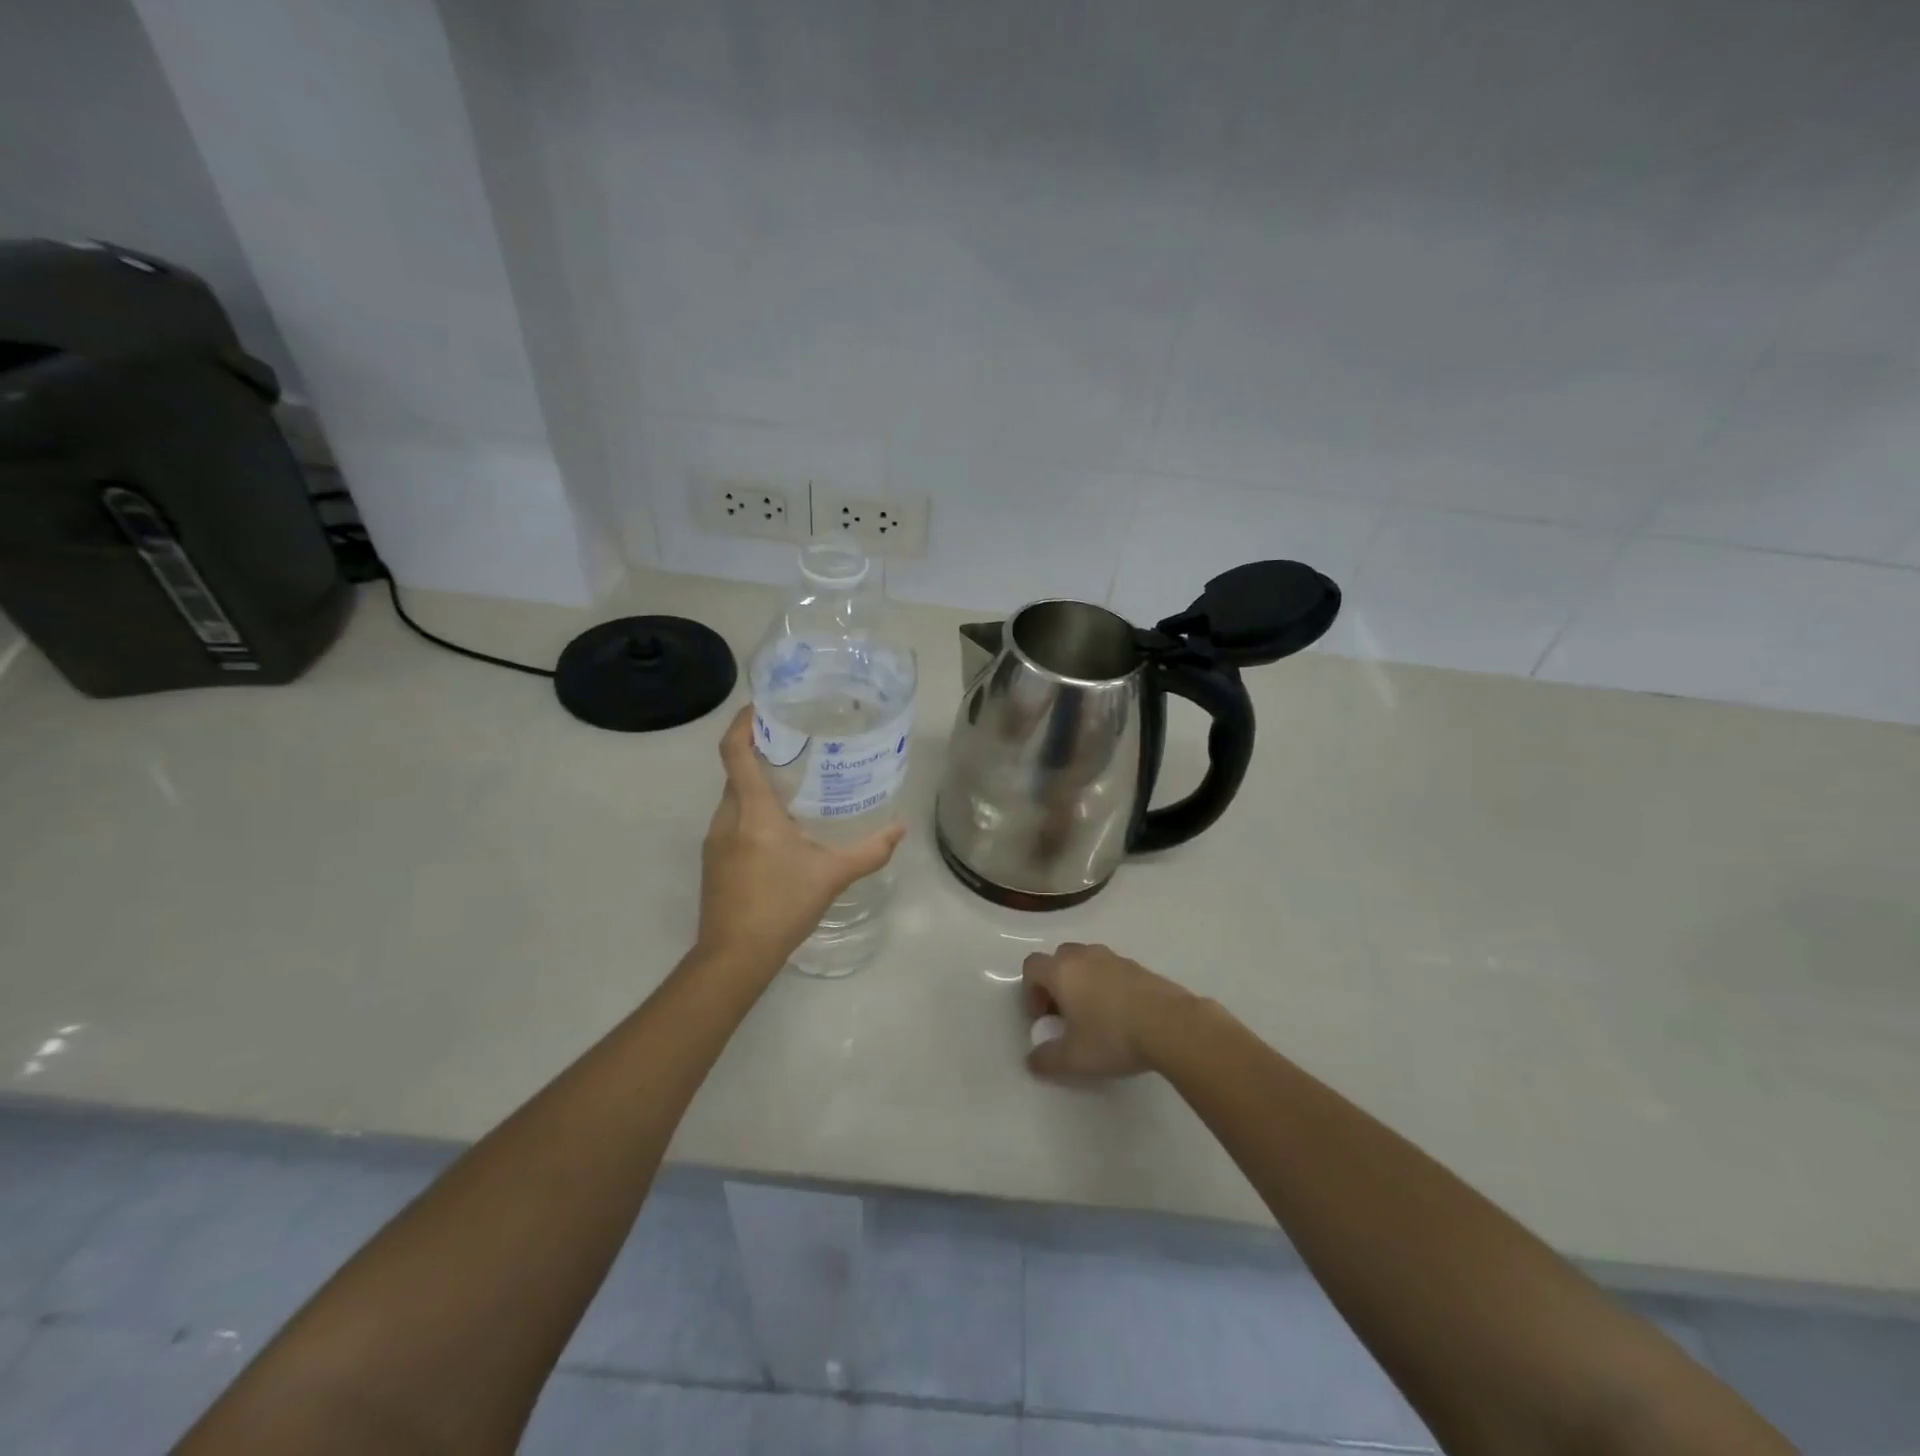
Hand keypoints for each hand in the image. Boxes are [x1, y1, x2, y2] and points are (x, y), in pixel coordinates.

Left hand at [697, 706, 906, 974]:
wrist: (734, 957)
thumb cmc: (782, 906)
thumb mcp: (832, 876)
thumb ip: (870, 851)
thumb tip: (901, 828)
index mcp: (753, 811)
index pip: (735, 751)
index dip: (743, 723)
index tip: (762, 706)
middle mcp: (727, 818)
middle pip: (735, 771)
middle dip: (759, 752)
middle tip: (796, 744)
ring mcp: (715, 840)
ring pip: (733, 797)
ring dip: (756, 784)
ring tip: (793, 783)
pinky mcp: (714, 860)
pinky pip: (732, 820)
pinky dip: (751, 811)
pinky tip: (780, 829)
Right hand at [1021, 942, 1194, 1077]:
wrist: (1170, 1025)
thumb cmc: (1112, 1036)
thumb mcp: (1074, 1058)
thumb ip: (1047, 1059)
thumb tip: (1032, 1060)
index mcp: (1062, 971)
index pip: (1032, 966)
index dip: (1030, 991)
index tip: (1042, 1018)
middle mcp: (1084, 956)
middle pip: (1059, 959)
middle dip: (1056, 983)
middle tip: (1065, 1014)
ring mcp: (1114, 958)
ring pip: (1087, 961)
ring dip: (1082, 982)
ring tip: (1094, 1015)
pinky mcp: (1138, 967)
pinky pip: (1112, 969)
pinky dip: (1107, 985)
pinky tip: (1121, 1014)